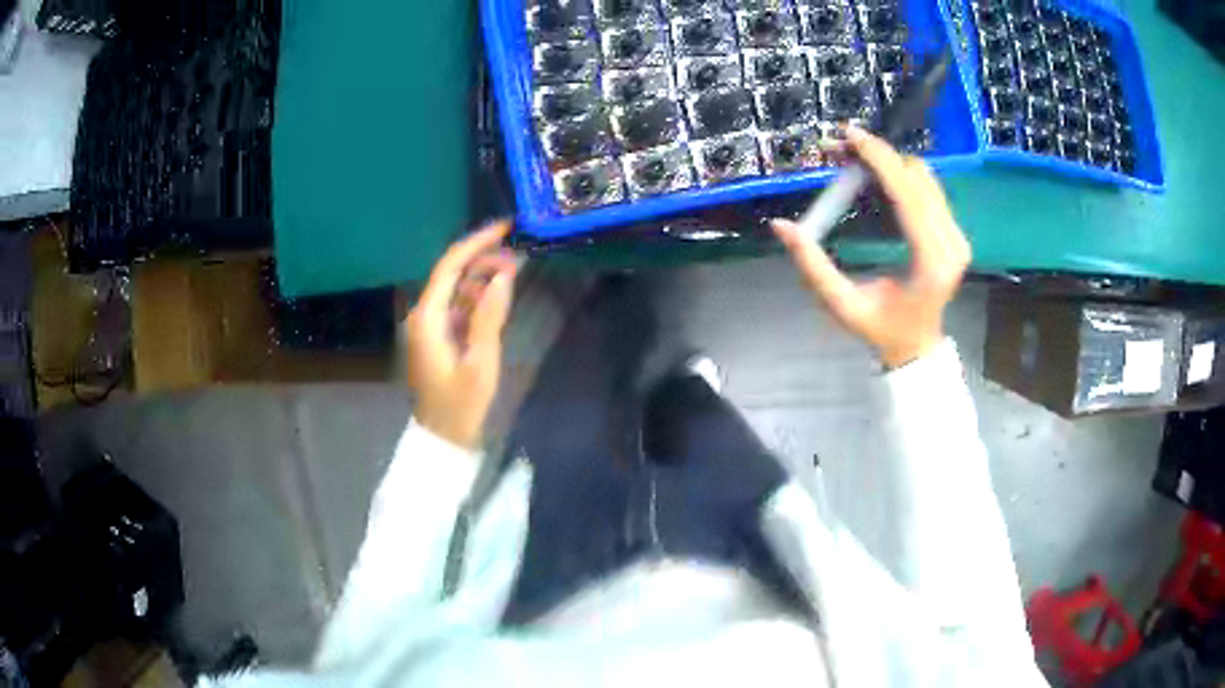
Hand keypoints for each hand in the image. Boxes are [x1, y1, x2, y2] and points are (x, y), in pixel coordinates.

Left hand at [405, 221, 517, 448]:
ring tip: (514, 271)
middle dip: (483, 258)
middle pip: (452, 273)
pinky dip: (478, 297)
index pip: (450, 266)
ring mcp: (431, 326)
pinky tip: (498, 296)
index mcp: (428, 317)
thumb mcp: (480, 361)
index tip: (504, 228)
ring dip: (482, 277)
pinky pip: (458, 306)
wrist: (443, 438)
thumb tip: (504, 276)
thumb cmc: (461, 404)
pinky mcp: (439, 338)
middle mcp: (425, 315)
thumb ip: (490, 316)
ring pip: (456, 289)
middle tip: (518, 254)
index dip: (476, 242)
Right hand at [772, 126, 969, 368]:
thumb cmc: (880, 330)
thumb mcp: (842, 305)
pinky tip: (874, 177)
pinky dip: (899, 175)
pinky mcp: (954, 233)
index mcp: (930, 261)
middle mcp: (951, 243)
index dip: (878, 159)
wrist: (916, 347)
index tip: (849, 135)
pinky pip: (928, 189)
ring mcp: (957, 236)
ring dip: (887, 162)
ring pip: (924, 178)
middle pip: (917, 178)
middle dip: (877, 156)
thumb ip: (813, 266)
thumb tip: (781, 226)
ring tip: (851, 161)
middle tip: (838, 149)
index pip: (907, 195)